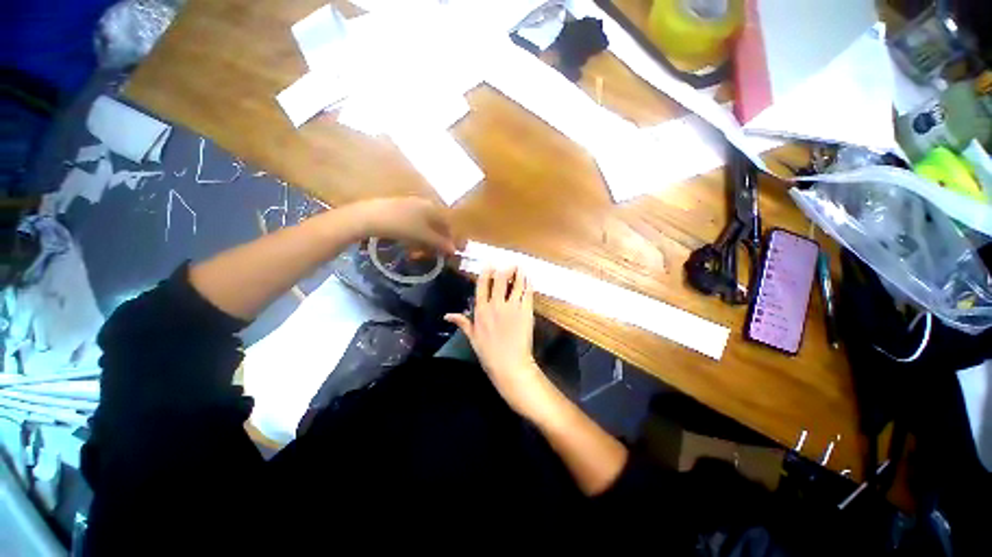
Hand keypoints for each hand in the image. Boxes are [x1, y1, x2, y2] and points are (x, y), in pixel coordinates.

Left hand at [352, 197, 455, 254]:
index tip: (448, 252)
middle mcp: (423, 203)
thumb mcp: (424, 236)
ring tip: (421, 250)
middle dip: (437, 239)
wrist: (370, 217)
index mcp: (433, 207)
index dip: (449, 239)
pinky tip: (409, 241)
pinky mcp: (396, 208)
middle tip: (435, 252)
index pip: (447, 224)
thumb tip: (454, 250)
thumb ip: (440, 243)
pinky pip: (412, 222)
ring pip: (423, 223)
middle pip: (435, 223)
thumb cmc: (402, 226)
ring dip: (426, 238)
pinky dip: (415, 233)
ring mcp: (409, 204)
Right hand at [445, 267, 552, 419]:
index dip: (486, 272)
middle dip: (504, 269)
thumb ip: (462, 322)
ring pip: (515, 284)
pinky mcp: (526, 311)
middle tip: (508, 264)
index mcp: (481, 310)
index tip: (490, 264)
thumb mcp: (472, 337)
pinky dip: (528, 284)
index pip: (482, 285)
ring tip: (520, 266)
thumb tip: (447, 315)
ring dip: (518, 273)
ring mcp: (512, 307)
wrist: (509, 365)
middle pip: (500, 280)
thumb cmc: (489, 353)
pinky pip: (527, 293)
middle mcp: (496, 305)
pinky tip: (528, 279)